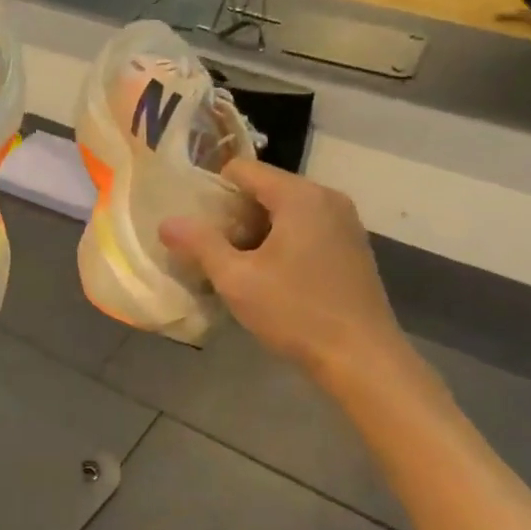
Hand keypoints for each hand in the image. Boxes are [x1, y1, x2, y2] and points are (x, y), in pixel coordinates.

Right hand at [159, 160, 407, 388]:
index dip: (212, 190)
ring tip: (237, 266)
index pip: (243, 170)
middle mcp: (327, 198)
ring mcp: (345, 223)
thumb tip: (167, 222)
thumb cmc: (296, 313)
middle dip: (234, 214)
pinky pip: (307, 228)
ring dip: (257, 231)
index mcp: (300, 196)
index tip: (195, 222)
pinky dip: (283, 242)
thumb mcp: (237, 280)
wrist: (363, 359)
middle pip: (265, 188)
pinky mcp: (352, 247)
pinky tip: (272, 278)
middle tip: (212, 249)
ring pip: (286, 211)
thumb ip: (200, 244)